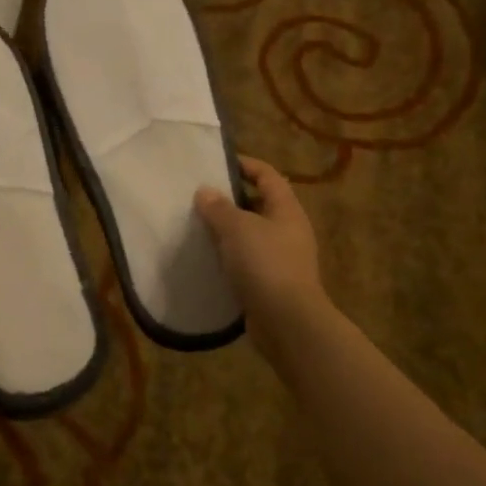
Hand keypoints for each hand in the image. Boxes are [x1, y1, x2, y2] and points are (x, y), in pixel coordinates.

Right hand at [195, 156, 325, 344]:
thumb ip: (219, 208)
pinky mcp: (271, 283)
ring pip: (251, 234)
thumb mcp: (237, 229)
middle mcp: (288, 230)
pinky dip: (229, 257)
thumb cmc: (266, 264)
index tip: (216, 163)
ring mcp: (281, 258)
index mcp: (286, 210)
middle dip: (231, 199)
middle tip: (199, 196)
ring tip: (197, 226)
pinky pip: (247, 261)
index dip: (245, 165)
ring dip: (227, 230)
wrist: (287, 322)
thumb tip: (205, 191)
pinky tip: (207, 258)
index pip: (268, 175)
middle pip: (259, 204)